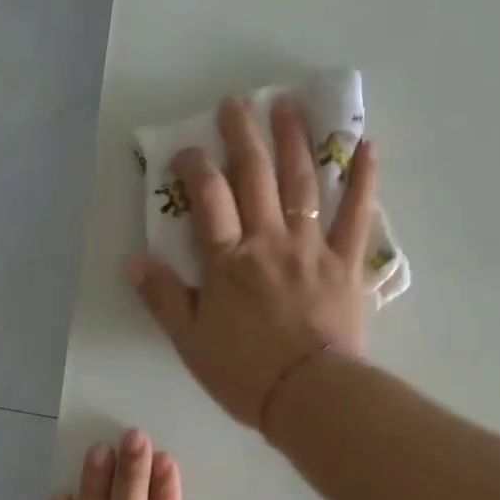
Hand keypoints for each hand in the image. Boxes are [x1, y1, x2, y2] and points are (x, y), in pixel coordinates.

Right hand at [126, 95, 377, 428]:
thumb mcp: (190, 341)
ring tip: (288, 105)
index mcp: (229, 261)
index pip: (208, 199)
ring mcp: (312, 247)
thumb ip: (163, 297)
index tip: (185, 150)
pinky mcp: (346, 262)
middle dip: (242, 135)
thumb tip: (133, 260)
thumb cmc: (245, 372)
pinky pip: (357, 216)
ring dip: (294, 141)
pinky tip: (366, 146)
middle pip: (254, 177)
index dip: (194, 167)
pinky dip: (363, 180)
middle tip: (236, 102)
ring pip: (302, 184)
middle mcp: (269, 241)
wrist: (310, 397)